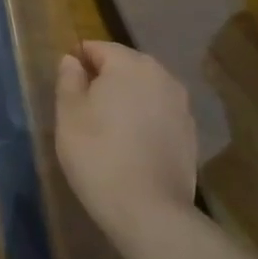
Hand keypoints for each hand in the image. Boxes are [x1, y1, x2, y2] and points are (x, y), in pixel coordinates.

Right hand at [54, 41, 199, 245]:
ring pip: (144, 90)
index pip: (98, 48)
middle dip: (104, 79)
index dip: (78, 62)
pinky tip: (130, 145)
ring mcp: (181, 105)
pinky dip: (144, 120)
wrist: (148, 210)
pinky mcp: (190, 133)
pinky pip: (159, 113)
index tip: (66, 87)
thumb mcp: (68, 115)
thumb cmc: (98, 154)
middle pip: (125, 66)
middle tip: (83, 109)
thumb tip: (72, 60)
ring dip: (126, 100)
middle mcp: (161, 75)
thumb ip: (69, 80)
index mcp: (129, 64)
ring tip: (107, 128)